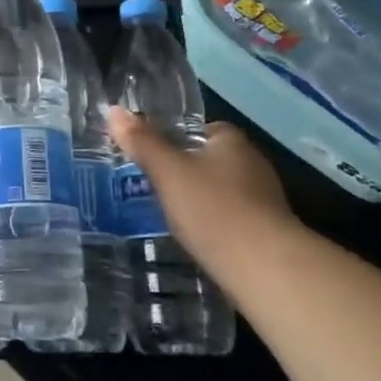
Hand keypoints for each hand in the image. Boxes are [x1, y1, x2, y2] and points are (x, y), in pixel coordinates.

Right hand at [105, 108, 298, 269]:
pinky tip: (197, 239)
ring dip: (200, 201)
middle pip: (210, 160)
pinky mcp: (268, 233)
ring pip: (221, 192)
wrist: (266, 270)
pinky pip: (231, 219)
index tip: (151, 156)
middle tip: (152, 186)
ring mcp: (264, 200)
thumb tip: (113, 110)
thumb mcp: (168, 172)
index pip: (199, 130)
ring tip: (169, 215)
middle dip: (185, 172)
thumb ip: (142, 142)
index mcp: (232, 141)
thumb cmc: (214, 209)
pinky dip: (214, 225)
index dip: (175, 140)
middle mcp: (253, 164)